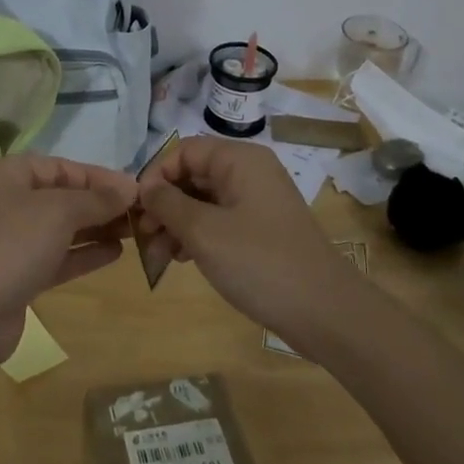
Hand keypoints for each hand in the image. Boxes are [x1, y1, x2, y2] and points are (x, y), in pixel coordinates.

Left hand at [0, 154, 136, 368]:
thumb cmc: (12, 243)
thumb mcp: (59, 211)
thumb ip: (96, 199)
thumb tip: (129, 187)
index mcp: (7, 174)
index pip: (61, 167)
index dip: (99, 177)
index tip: (136, 189)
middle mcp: (6, 202)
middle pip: (61, 197)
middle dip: (100, 204)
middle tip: (141, 213)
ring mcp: (10, 241)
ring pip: (61, 228)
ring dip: (96, 228)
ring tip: (136, 232)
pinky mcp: (17, 276)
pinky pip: (57, 257)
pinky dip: (84, 254)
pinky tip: (116, 254)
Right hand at [139, 136, 364, 340]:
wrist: (325, 313)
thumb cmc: (260, 262)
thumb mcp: (204, 231)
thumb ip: (167, 204)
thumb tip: (145, 187)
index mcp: (240, 160)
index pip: (185, 151)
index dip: (156, 175)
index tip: (138, 209)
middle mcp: (250, 173)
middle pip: (194, 175)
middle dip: (164, 203)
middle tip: (143, 236)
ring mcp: (258, 202)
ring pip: (204, 201)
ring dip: (177, 223)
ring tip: (159, 254)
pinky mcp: (262, 231)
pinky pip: (220, 220)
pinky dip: (198, 235)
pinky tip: (183, 259)